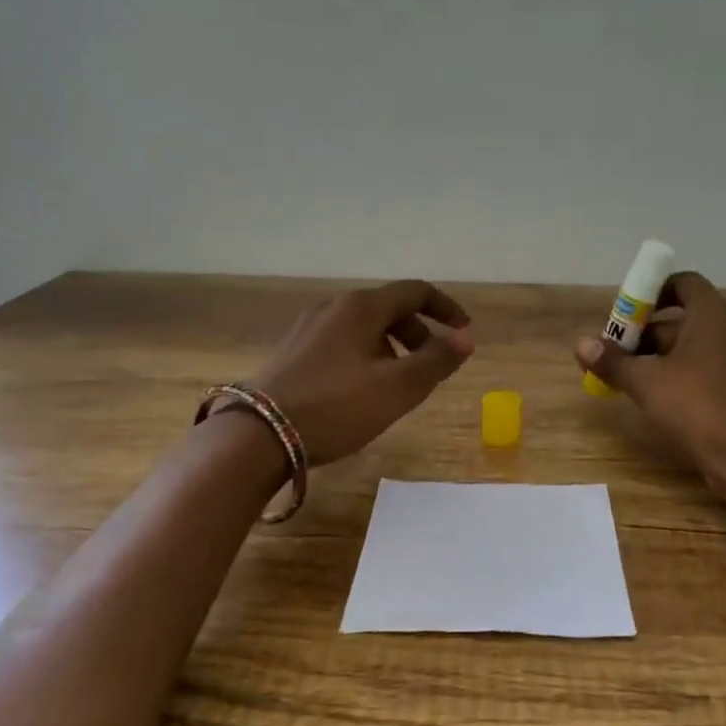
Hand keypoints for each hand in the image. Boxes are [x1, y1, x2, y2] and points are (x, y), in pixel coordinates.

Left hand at [246, 280, 473, 464]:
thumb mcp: (398, 388)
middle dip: (418, 333)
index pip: (415, 291)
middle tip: (430, 367)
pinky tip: (361, 391)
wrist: (260, 434)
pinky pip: (342, 342)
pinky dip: (366, 355)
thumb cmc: (338, 406)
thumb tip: (465, 339)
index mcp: (362, 306)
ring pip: (364, 327)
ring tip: (396, 385)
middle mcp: (334, 306)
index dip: (445, 308)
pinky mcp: (293, 351)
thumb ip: (437, 361)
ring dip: (392, 347)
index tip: (464, 331)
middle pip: (389, 308)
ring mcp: (309, 327)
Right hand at [575, 272, 725, 512]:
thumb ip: (613, 361)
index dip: (652, 293)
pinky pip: (704, 366)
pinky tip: (654, 395)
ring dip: (658, 355)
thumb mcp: (646, 382)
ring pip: (691, 345)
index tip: (626, 314)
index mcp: (712, 314)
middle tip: (615, 352)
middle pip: (682, 317)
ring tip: (626, 377)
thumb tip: (580, 343)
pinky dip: (678, 373)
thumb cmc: (696, 405)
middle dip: (645, 332)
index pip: (682, 283)